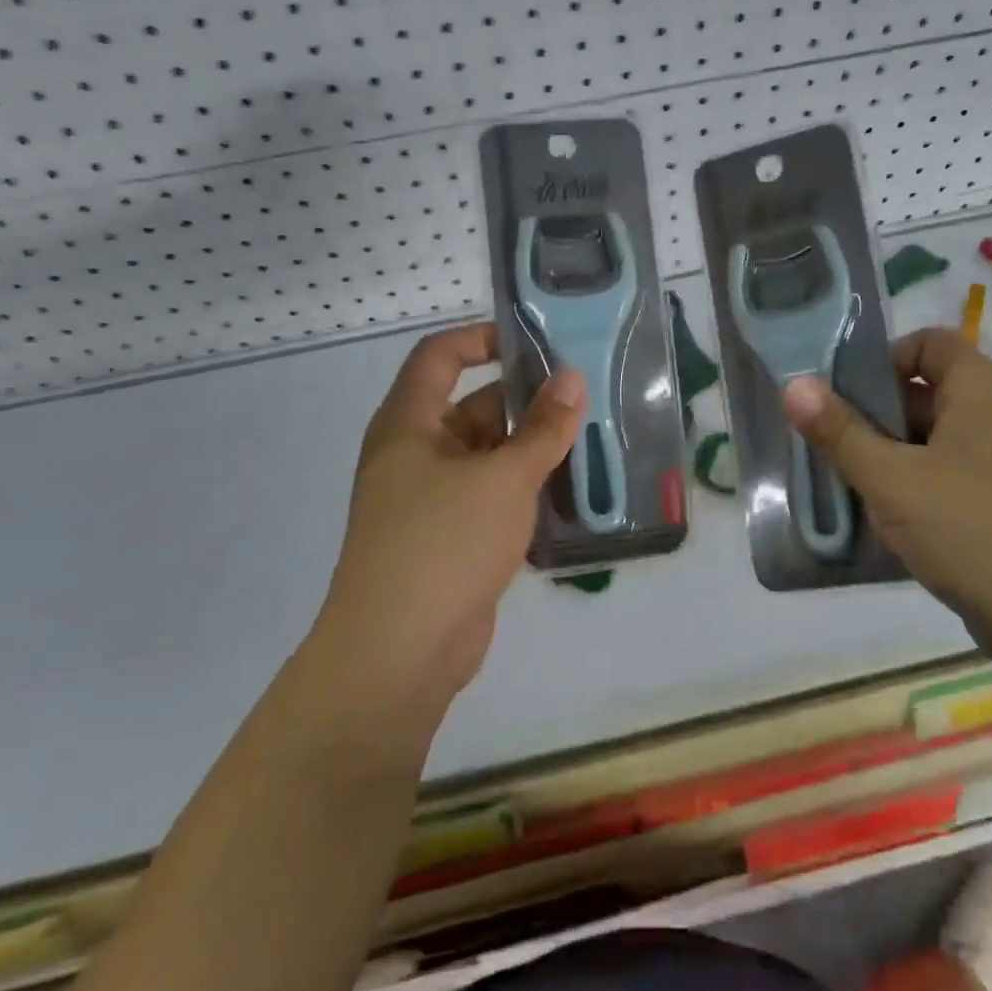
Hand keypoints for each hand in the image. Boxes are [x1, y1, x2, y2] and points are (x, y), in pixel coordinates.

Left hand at [316, 324, 583, 731]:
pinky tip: (571, 495)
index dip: (482, 338)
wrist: (401, 652)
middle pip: (471, 407)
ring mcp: (431, 500)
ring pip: (488, 457)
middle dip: (525, 403)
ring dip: (532, 451)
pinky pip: (492, 498)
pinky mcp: (451, 540)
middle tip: (584, 400)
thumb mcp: (504, 477)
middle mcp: (415, 455)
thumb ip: (543, 428)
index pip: (439, 357)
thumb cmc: (444, 543)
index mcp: (409, 425)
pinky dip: (525, 492)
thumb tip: (572, 378)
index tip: (536, 344)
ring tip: (590, 442)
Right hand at [781, 329, 991, 670]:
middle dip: (878, 414)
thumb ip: (840, 432)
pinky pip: (955, 470)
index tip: (844, 399)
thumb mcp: (891, 481)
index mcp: (982, 390)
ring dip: (894, 454)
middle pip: (929, 390)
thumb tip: (793, 385)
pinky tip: (894, 518)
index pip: (929, 341)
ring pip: (938, 436)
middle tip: (838, 448)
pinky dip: (921, 482)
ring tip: (856, 486)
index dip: (883, 359)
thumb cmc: (970, 532)